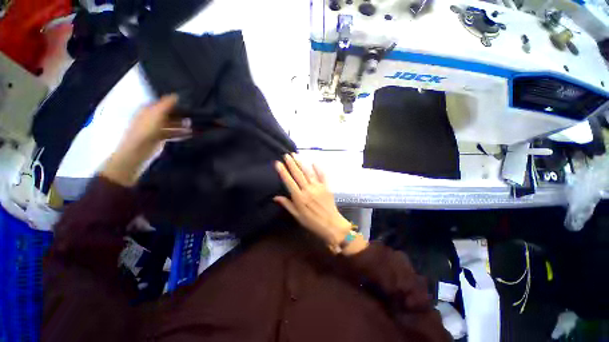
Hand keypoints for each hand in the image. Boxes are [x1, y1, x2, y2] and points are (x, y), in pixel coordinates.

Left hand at [101, 94, 191, 186]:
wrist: (139, 149)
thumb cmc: (147, 129)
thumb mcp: (157, 113)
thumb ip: (166, 104)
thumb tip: (176, 95)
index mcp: (148, 110)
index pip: (161, 104)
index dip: (172, 103)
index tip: (186, 104)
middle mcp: (151, 118)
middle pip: (167, 114)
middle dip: (179, 115)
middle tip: (192, 115)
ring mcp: (156, 129)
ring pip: (171, 125)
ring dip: (181, 125)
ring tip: (193, 125)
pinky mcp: (160, 138)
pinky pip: (172, 134)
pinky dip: (180, 133)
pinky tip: (190, 134)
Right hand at [274, 153, 366, 253]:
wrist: (331, 225)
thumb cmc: (312, 222)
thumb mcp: (297, 216)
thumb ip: (287, 204)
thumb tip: (275, 197)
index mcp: (299, 197)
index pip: (289, 181)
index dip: (283, 172)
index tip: (278, 163)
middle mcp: (308, 190)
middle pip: (298, 174)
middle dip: (291, 163)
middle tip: (286, 155)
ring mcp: (318, 187)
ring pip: (308, 172)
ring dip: (301, 163)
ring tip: (296, 155)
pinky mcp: (326, 187)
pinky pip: (322, 175)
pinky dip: (318, 168)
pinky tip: (314, 162)